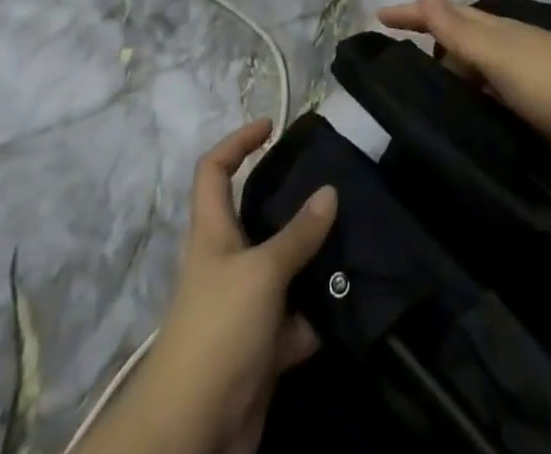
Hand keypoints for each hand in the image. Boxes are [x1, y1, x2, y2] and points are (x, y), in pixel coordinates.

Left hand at [89, 121, 336, 453]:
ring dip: (314, 259)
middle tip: (333, 186)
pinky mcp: (263, 347)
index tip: (272, 127)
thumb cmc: (218, 331)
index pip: (215, 170)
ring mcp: (245, 306)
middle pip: (258, 217)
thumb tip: (329, 191)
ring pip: (285, 267)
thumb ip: (297, 235)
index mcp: (212, 233)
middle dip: (293, 203)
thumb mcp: (262, 272)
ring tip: (356, 236)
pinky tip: (354, 297)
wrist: (193, 433)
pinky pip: (298, 317)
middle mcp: (227, 262)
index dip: (238, 142)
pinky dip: (320, 312)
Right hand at [376, 0, 550, 185]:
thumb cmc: (549, 80)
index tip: (379, 17)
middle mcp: (508, 51)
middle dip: (430, 47)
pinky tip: (461, 127)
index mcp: (498, 31)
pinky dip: (472, 108)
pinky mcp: (536, 117)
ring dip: (451, 81)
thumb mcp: (497, 51)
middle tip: (394, 69)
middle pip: (461, 43)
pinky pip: (491, 105)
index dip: (414, 14)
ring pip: (476, 77)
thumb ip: (458, 27)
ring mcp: (524, 84)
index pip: (446, 15)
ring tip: (418, 102)